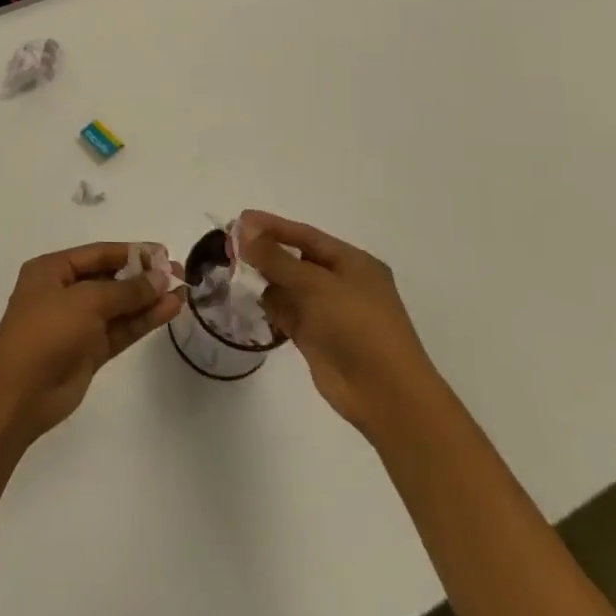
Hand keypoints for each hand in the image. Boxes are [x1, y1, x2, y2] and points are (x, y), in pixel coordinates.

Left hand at [0, 242, 181, 442]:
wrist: (18, 392)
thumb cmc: (46, 330)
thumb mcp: (86, 301)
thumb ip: (126, 290)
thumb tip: (160, 277)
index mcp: (52, 270)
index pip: (98, 254)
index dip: (131, 252)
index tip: (163, 253)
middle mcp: (65, 292)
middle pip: (110, 278)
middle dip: (143, 276)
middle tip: (179, 273)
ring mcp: (77, 324)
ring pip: (119, 306)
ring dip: (148, 299)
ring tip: (182, 292)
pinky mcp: (89, 352)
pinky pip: (120, 330)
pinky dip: (143, 320)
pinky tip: (168, 310)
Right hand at [238, 211, 438, 440]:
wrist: (386, 396)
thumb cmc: (358, 326)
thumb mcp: (316, 284)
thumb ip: (276, 258)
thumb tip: (243, 230)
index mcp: (353, 263)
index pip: (306, 236)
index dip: (272, 226)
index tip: (240, 220)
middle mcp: (340, 284)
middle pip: (295, 259)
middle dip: (265, 251)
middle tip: (229, 245)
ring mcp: (328, 312)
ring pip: (288, 286)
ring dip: (264, 278)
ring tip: (232, 270)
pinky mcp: (316, 338)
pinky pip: (287, 312)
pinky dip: (269, 305)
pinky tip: (247, 298)